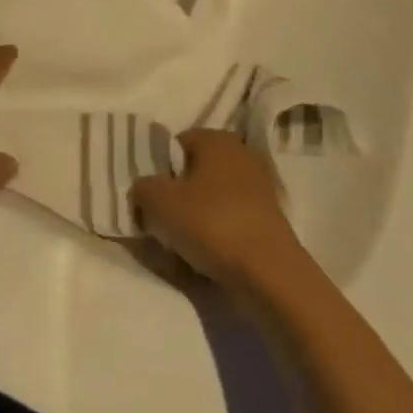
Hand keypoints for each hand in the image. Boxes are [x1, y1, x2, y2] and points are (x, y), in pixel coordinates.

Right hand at [130, 128, 303, 291]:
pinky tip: (205, 259)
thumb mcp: (159, 202)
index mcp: (215, 138)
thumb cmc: (211, 223)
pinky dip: (217, 235)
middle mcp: (239, 153)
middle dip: (177, 195)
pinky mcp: (269, 219)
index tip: (149, 198)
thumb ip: (142, 188)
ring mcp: (259, 187)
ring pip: (211, 199)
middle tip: (161, 222)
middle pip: (194, 172)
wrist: (269, 273)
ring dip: (195, 218)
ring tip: (181, 247)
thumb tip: (143, 190)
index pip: (176, 145)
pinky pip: (230, 221)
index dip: (158, 170)